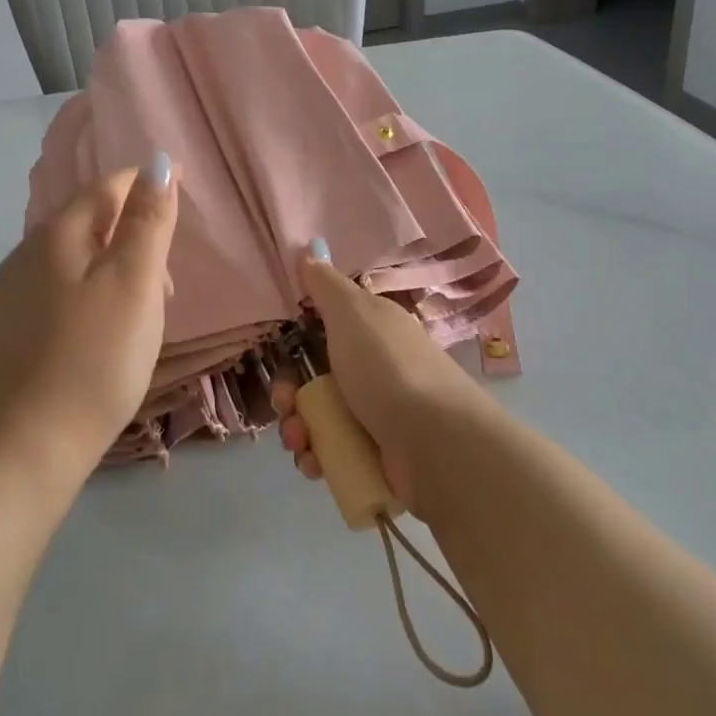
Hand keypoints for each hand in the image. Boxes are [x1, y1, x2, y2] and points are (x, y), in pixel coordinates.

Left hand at [0, 154, 178, 479]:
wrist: (24, 447)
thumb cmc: (93, 359)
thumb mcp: (133, 283)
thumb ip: (147, 221)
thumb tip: (157, 162)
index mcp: (56, 235)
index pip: (107, 187)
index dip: (146, 182)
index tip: (182, 184)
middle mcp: (27, 254)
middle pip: (90, 222)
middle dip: (134, 233)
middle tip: (169, 279)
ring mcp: (14, 295)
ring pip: (77, 259)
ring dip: (117, 267)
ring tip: (147, 311)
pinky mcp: (13, 330)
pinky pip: (63, 290)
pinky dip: (95, 293)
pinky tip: (108, 331)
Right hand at [272, 248, 490, 512]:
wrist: (437, 445)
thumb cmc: (388, 368)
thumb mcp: (353, 312)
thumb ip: (326, 285)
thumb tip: (309, 251)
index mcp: (371, 331)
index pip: (324, 329)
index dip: (295, 341)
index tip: (279, 353)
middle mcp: (374, 369)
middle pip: (314, 377)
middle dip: (289, 393)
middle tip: (286, 405)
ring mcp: (376, 415)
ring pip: (319, 417)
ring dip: (297, 429)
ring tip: (300, 442)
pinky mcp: (376, 455)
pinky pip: (333, 453)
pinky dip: (316, 458)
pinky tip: (313, 464)